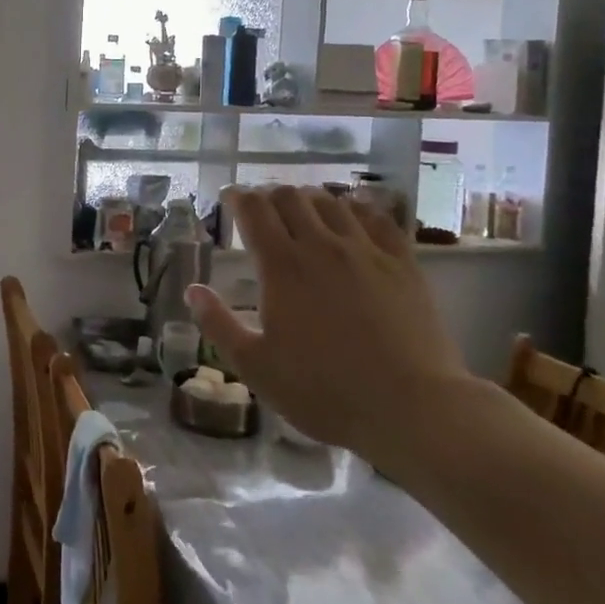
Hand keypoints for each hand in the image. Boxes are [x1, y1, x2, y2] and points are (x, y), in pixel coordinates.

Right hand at [188, 186, 470, 472]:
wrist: (412, 408)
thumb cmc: (324, 391)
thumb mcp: (257, 367)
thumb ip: (219, 325)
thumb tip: (192, 290)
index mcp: (282, 266)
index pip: (254, 209)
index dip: (238, 197)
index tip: (230, 199)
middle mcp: (321, 245)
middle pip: (291, 196)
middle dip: (270, 195)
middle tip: (263, 211)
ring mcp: (366, 250)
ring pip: (332, 201)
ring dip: (309, 199)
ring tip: (303, 213)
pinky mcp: (402, 262)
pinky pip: (377, 217)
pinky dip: (357, 208)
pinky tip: (353, 216)